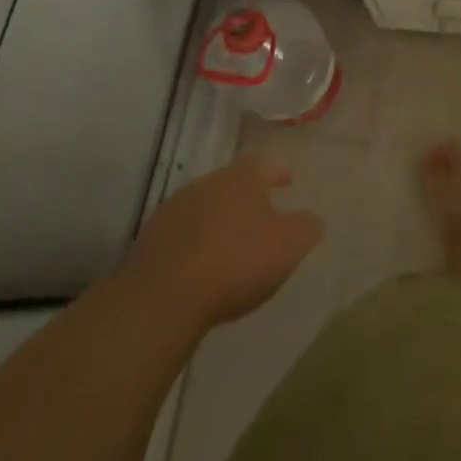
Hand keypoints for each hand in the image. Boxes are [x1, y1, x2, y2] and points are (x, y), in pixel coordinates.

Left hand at [126, 155, 323, 332]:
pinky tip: (201, 265)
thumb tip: (311, 219)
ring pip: (205, 206)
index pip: (265, 163)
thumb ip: (306, 227)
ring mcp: (174, 209)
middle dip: (248, 197)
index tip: (288, 182)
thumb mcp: (289, 247)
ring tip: (231, 244)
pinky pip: (182, 232)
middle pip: (232, 183)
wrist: (162, 297)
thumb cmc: (236, 262)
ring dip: (219, 220)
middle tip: (262, 217)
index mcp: (242, 178)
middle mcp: (207, 183)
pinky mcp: (150, 238)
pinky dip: (195, 242)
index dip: (279, 171)